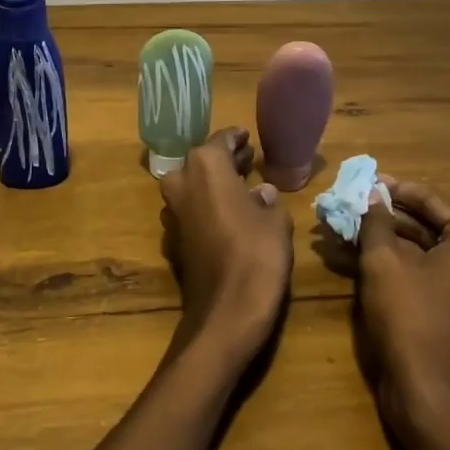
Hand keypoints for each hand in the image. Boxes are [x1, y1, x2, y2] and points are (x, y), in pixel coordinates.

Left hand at [158, 128, 292, 368]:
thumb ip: (267, 200)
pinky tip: (230, 215)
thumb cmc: (257, 253)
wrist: (226, 311)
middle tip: (249, 159)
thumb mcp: (276, 220)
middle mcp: (181, 182)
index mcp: (205, 166)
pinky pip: (192, 211)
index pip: (221, 141)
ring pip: (193, 187)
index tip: (248, 138)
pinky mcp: (173, 239)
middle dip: (225, 161)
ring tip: (243, 186)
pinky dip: (208, 207)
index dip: (236, 139)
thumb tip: (262, 192)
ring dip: (214, 184)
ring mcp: (173, 212)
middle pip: (202, 162)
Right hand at [356, 178, 449, 443]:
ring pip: (428, 252)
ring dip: (390, 240)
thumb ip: (377, 221)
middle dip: (390, 216)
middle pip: (431, 226)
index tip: (365, 180)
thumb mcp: (383, 261)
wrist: (428, 393)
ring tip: (351, 229)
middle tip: (354, 205)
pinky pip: (431, 275)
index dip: (394, 189)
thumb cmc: (409, 316)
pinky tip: (364, 258)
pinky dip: (401, 265)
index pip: (431, 200)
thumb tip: (372, 194)